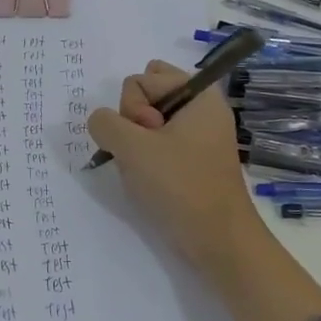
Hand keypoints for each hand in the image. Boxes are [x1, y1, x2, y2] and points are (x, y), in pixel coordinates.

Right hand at [87, 60, 262, 270]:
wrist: (219, 241)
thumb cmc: (181, 186)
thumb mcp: (133, 148)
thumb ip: (105, 123)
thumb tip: (102, 123)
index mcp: (198, 95)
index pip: (141, 79)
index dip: (133, 109)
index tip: (148, 138)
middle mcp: (201, 108)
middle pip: (146, 94)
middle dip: (133, 121)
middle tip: (146, 151)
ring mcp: (198, 135)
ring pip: (147, 121)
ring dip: (136, 143)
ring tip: (148, 170)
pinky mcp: (193, 159)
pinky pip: (157, 143)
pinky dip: (147, 157)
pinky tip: (151, 180)